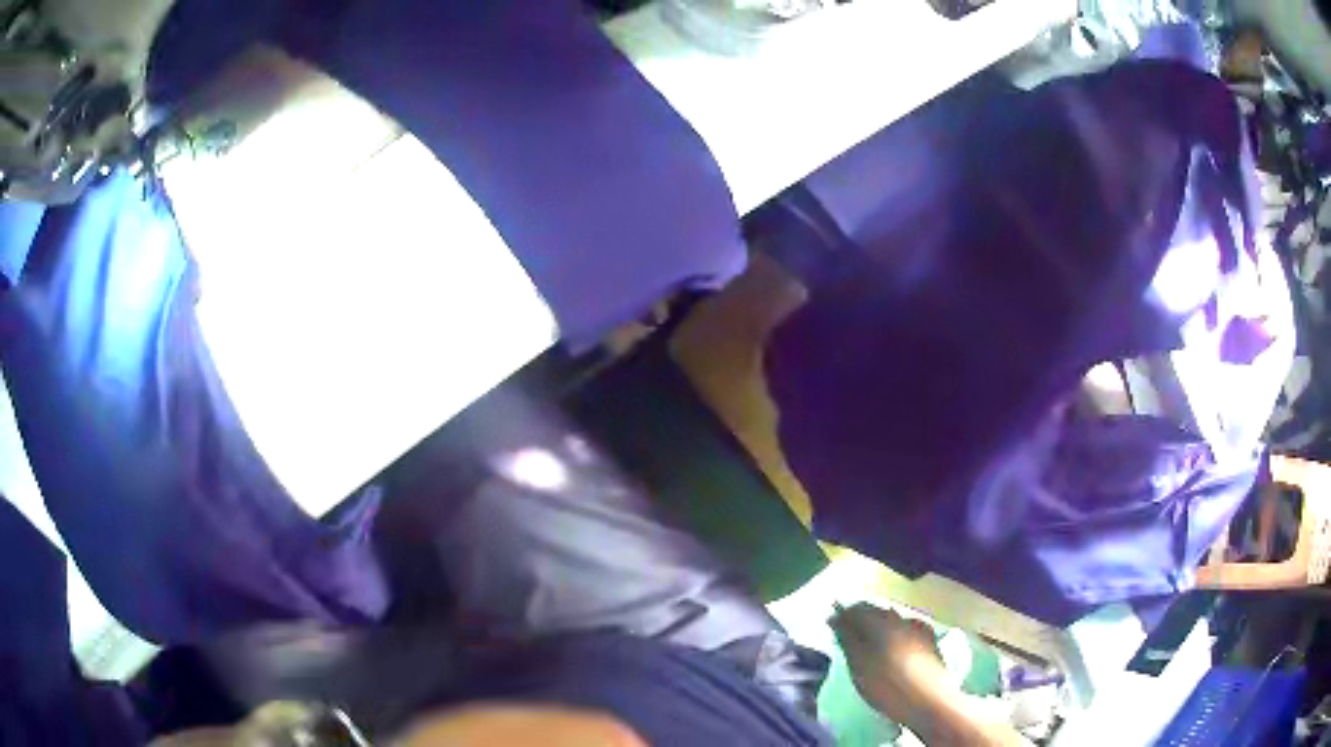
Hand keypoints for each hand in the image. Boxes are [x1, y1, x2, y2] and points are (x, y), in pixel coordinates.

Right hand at [831, 603, 1027, 745]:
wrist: (930, 702)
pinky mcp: (931, 643)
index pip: (858, 607)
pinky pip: (906, 633)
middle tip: (847, 639)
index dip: (843, 615)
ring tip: (867, 649)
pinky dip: (893, 639)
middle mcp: (904, 618)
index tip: (831, 628)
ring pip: (893, 623)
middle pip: (877, 612)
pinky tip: (890, 654)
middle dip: (861, 622)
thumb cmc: (887, 685)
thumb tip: (836, 617)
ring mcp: (920, 629)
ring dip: (878, 630)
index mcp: (883, 620)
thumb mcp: (858, 664)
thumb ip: (846, 638)